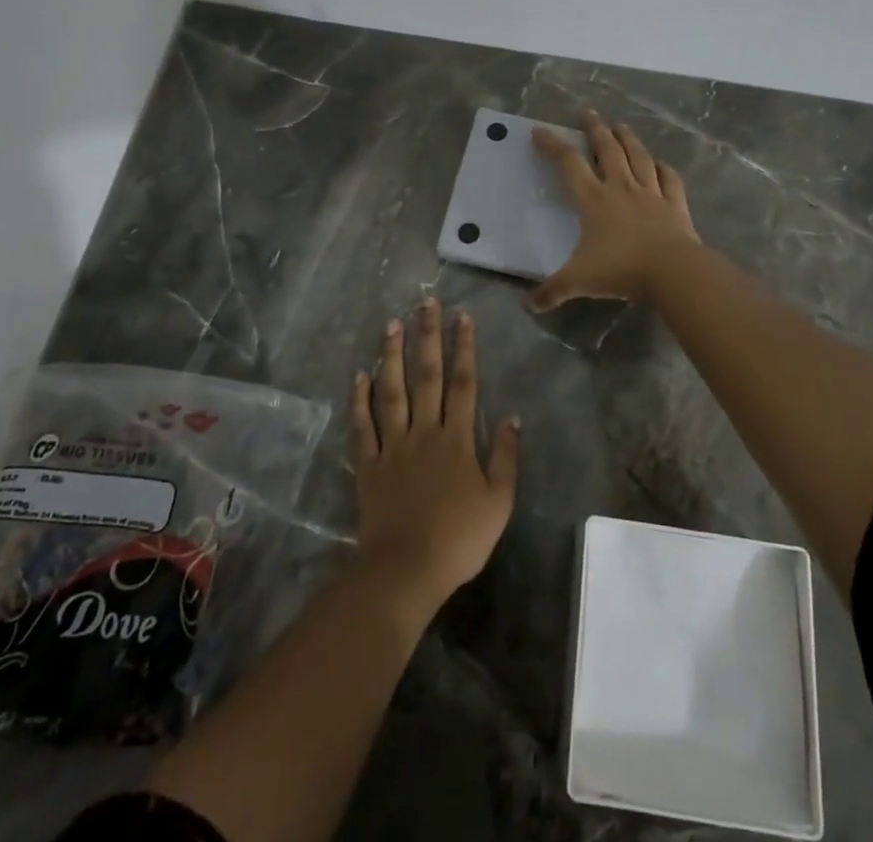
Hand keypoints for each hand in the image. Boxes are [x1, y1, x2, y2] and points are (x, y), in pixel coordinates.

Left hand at [350, 299, 519, 617]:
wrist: (407, 570)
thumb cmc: (459, 539)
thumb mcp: (499, 502)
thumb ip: (506, 457)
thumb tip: (513, 417)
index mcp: (457, 439)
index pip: (464, 383)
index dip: (464, 347)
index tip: (462, 316)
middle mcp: (424, 431)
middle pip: (427, 376)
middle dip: (428, 337)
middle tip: (426, 303)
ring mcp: (393, 445)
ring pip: (392, 391)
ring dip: (392, 355)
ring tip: (392, 324)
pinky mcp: (368, 464)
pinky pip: (363, 426)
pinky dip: (360, 399)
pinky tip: (359, 374)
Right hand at [530, 110, 699, 310]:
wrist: (672, 272)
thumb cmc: (621, 270)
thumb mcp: (579, 281)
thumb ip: (552, 291)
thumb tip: (528, 305)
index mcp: (594, 200)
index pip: (568, 164)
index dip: (552, 145)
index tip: (540, 131)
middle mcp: (621, 188)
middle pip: (607, 150)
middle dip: (595, 129)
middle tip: (589, 113)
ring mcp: (651, 193)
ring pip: (638, 157)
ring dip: (628, 139)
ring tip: (621, 126)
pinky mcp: (675, 203)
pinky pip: (669, 179)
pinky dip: (663, 168)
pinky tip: (660, 163)